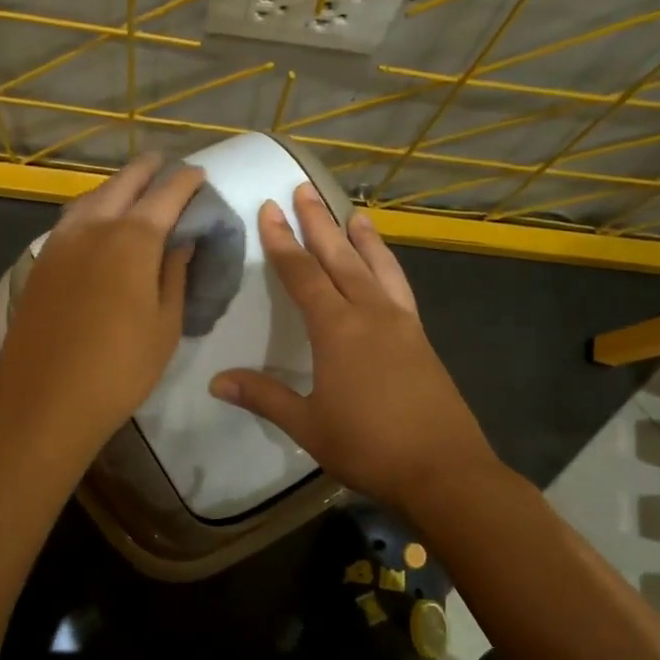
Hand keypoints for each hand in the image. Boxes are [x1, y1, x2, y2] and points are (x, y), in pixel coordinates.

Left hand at [0, 153, 205, 465]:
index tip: (199, 176)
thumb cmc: (120, 368)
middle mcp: (93, 227)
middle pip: (124, 183)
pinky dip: (92, 208)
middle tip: (166, 167)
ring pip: (91, 197)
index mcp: (132, 239)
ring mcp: (60, 242)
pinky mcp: (40, 262)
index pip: (166, 194)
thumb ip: (174, 273)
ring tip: (134, 188)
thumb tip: (182, 240)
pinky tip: (99, 221)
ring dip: (116, 186)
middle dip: (148, 170)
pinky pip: (71, 219)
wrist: (45, 400)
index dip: (186, 182)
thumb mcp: (165, 325)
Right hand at [210, 184, 497, 511]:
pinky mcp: (421, 339)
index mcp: (337, 329)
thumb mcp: (307, 425)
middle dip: (318, 223)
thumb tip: (216, 381)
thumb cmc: (368, 447)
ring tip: (353, 213)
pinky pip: (400, 287)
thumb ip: (264, 396)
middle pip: (340, 257)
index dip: (282, 242)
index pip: (302, 274)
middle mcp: (370, 314)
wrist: (443, 470)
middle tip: (304, 189)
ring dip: (361, 237)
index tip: (270, 210)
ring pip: (377, 266)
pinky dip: (388, 266)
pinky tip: (385, 267)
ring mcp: (401, 323)